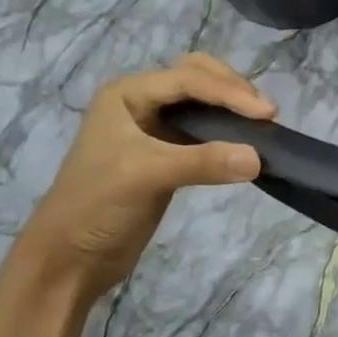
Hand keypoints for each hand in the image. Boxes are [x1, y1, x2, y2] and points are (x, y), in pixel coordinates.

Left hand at [16, 55, 274, 299]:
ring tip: (262, 125)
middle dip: (233, 89)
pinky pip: (206, 131)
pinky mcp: (169, 154)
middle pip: (198, 77)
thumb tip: (259, 158)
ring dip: (233, 109)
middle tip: (265, 113)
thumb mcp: (146, 176)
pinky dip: (228, 133)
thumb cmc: (96, 206)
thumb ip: (202, 163)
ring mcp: (155, 128)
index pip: (189, 79)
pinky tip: (246, 145)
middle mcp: (141, 102)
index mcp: (127, 94)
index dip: (230, 92)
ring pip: (204, 102)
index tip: (267, 114)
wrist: (70, 259)